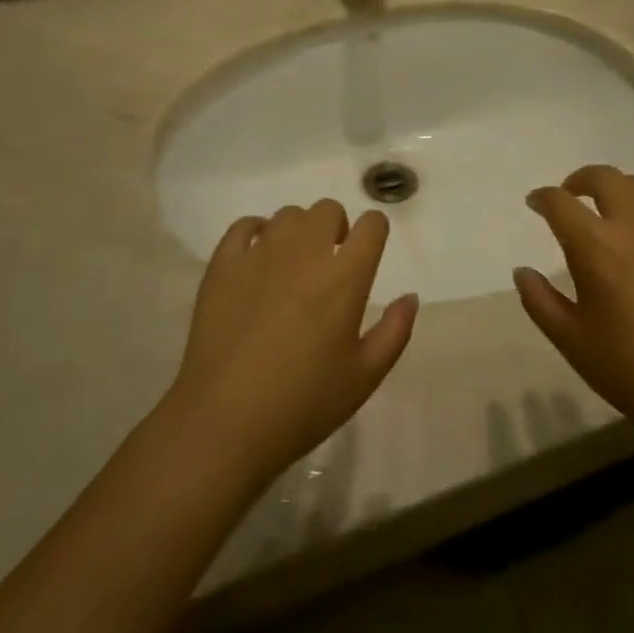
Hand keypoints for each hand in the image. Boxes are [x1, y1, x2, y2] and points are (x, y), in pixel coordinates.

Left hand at [168, 201, 418, 485]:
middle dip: (336, 228)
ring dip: (298, 233)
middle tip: (329, 265)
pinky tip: (257, 260)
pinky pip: (243, 226)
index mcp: (345, 276)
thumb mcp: (364, 377)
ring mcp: (261, 254)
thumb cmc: (303, 404)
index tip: (367, 254)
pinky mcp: (223, 265)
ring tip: (291, 268)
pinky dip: (255, 233)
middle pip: (328, 209)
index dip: (374, 233)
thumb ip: (395, 331)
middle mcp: (305, 252)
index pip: (372, 224)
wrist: (224, 423)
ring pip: (288, 215)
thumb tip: (410, 297)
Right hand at [515, 166, 633, 445]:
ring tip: (614, 205)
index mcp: (595, 247)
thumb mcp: (570, 340)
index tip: (536, 204)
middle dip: (580, 180)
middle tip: (572, 196)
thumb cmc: (629, 369)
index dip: (542, 198)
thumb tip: (522, 271)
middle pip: (603, 178)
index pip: (559, 203)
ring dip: (620, 187)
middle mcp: (633, 225)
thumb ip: (538, 300)